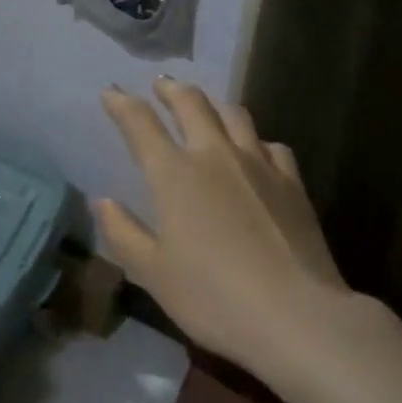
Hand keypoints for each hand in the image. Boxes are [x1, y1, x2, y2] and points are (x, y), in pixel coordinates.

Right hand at [96, 78, 348, 370]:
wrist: (299, 317)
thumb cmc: (214, 297)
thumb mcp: (154, 274)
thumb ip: (123, 233)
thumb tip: (102, 201)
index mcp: (174, 173)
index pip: (140, 122)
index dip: (121, 103)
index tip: (110, 92)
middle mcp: (214, 155)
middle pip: (190, 102)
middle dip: (170, 89)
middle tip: (160, 85)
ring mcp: (258, 164)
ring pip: (233, 114)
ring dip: (212, 104)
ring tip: (205, 107)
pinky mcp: (292, 183)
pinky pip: (271, 145)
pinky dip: (255, 140)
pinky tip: (256, 151)